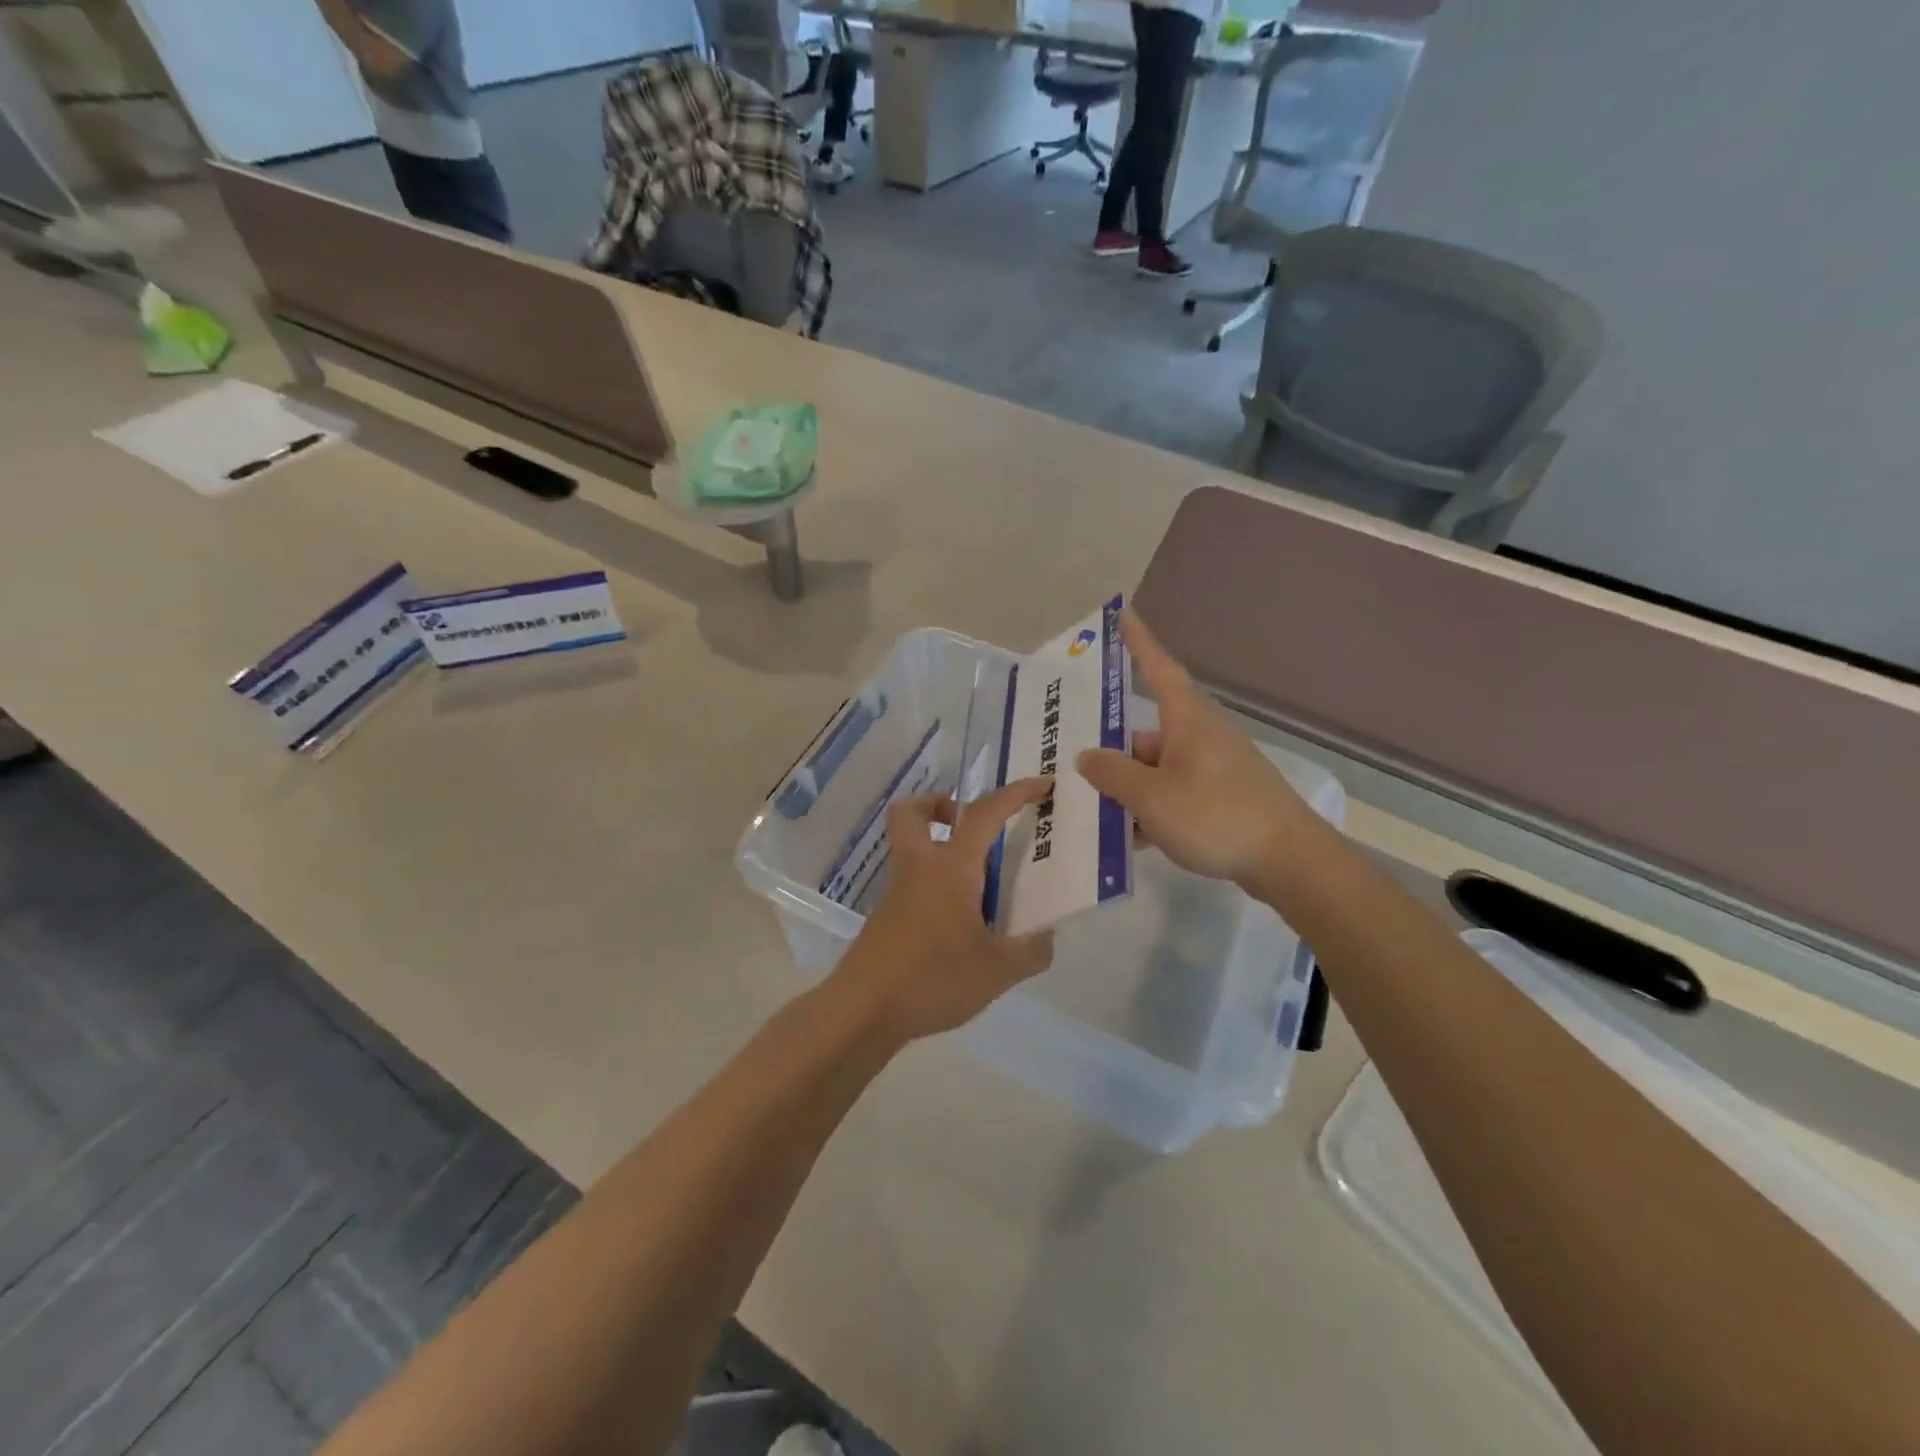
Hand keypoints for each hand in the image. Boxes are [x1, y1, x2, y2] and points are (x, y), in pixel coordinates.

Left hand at [830, 779, 1055, 1042]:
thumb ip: (1030, 951)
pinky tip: (961, 925)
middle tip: (971, 826)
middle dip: (940, 804)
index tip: (1042, 785)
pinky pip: (913, 883)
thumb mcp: (997, 970)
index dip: (1015, 793)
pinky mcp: (886, 918)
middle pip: (912, 812)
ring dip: (941, 849)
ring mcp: (897, 892)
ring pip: (912, 848)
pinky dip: (937, 887)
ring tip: (980, 886)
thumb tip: (1046, 938)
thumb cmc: (933, 978)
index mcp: (951, 867)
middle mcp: (919, 868)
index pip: (984, 813)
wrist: (863, 1010)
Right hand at [1077, 610, 1317, 891]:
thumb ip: (1113, 774)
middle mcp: (1200, 736)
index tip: (1122, 613)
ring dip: (1127, 789)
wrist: (1288, 861)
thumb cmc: (1216, 815)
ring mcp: (1212, 769)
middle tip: (1071, 765)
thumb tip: (1087, 757)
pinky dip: (1150, 811)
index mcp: (1187, 720)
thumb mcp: (1151, 797)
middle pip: (1144, 735)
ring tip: (1089, 814)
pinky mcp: (1220, 799)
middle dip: (1111, 753)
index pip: (1157, 668)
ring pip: (1156, 771)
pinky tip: (1126, 840)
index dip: (1138, 641)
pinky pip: (1173, 795)